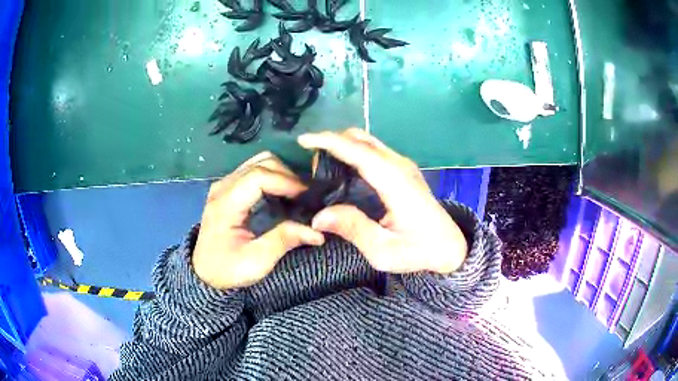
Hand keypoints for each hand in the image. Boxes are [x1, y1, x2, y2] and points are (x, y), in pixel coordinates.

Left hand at [193, 152, 324, 289]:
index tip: (307, 196)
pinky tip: (282, 195)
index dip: (286, 181)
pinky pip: (254, 170)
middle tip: (304, 196)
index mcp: (225, 204)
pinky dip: (272, 177)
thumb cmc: (228, 270)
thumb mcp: (257, 262)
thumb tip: (317, 232)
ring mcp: (224, 185)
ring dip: (281, 174)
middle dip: (287, 175)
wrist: (204, 273)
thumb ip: (284, 240)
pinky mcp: (228, 188)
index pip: (259, 177)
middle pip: (260, 162)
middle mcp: (222, 187)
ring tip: (295, 195)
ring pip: (258, 162)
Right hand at [299, 129, 467, 273]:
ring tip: (320, 163)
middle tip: (310, 159)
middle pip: (362, 139)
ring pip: (367, 141)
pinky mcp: (403, 169)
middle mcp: (400, 166)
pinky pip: (373, 150)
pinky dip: (353, 150)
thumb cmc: (419, 250)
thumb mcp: (384, 250)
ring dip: (342, 144)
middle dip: (332, 140)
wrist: (449, 246)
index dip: (330, 142)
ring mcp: (403, 165)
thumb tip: (318, 217)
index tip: (304, 140)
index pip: (359, 152)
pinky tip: (341, 166)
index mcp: (396, 183)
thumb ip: (353, 229)